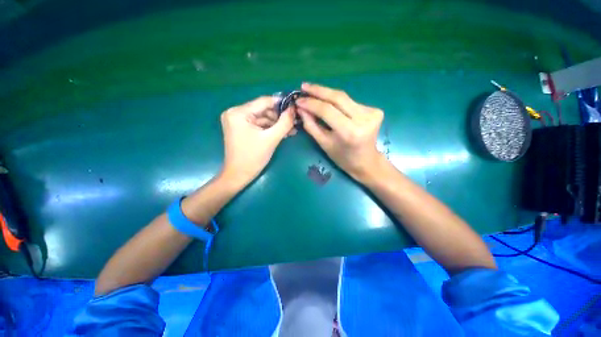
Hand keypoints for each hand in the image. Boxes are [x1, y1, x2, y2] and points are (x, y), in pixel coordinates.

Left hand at [220, 96, 295, 186]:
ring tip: (291, 130)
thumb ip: (284, 123)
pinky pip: (258, 124)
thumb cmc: (253, 157)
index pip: (264, 101)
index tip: (295, 107)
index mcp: (238, 113)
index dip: (281, 103)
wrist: (239, 175)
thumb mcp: (271, 139)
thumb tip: (293, 109)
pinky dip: (270, 128)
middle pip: (263, 110)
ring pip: (262, 117)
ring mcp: (237, 121)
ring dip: (276, 124)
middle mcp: (235, 112)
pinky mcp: (241, 128)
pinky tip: (282, 133)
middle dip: (279, 117)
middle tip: (294, 123)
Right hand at [296, 83, 384, 181]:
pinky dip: (338, 102)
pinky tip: (330, 103)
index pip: (327, 110)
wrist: (366, 161)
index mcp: (349, 132)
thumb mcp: (324, 144)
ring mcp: (372, 113)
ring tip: (312, 92)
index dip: (311, 103)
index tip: (298, 99)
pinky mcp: (376, 110)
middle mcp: (363, 119)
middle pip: (338, 97)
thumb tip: (301, 108)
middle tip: (304, 86)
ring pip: (344, 98)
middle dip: (319, 90)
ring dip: (327, 94)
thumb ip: (311, 125)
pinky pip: (351, 102)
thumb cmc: (342, 157)